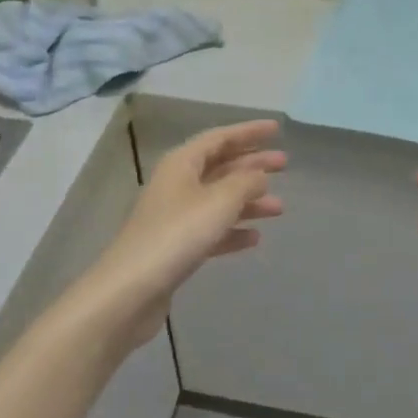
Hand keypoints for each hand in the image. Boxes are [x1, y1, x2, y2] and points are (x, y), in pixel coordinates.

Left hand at [82, 120, 285, 346]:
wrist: (132, 289)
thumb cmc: (178, 234)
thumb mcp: (220, 201)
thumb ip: (246, 182)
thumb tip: (260, 176)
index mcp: (182, 163)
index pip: (220, 138)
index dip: (248, 132)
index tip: (276, 129)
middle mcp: (177, 184)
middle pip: (220, 166)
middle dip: (252, 164)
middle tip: (284, 164)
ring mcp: (175, 216)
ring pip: (218, 200)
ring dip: (248, 201)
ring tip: (279, 208)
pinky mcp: (176, 247)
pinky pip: (211, 230)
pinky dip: (233, 231)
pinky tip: (254, 238)